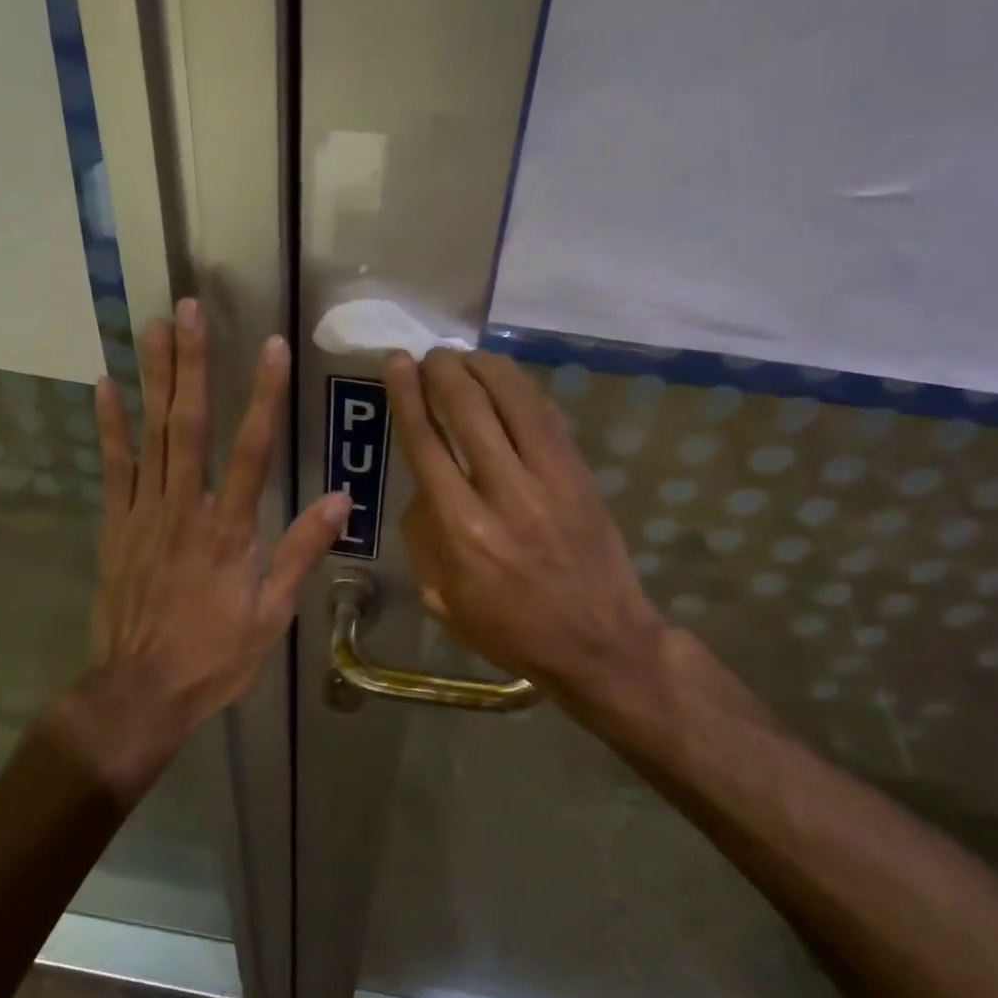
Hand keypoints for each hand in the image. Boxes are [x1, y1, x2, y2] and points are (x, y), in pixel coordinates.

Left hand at [56, 299, 348, 797]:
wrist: (141, 692)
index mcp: (229, 530)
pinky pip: (113, 468)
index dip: (263, 395)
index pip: (252, 449)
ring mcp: (143, 514)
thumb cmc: (215, 656)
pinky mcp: (115, 526)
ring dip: (154, 378)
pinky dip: (109, 426)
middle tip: (189, 310)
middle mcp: (185, 509)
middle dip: (193, 364)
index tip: (270, 346)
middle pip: (189, 425)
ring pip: (151, 435)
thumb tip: (341, 500)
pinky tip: (105, 385)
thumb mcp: (271, 615)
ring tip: (154, 327)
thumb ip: (301, 552)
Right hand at [384, 348, 668, 707]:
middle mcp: (504, 493)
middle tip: (430, 356)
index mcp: (462, 530)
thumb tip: (422, 487)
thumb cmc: (511, 629)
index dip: (407, 396)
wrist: (599, 641)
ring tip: (465, 356)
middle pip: (469, 409)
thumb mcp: (443, 599)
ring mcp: (550, 478)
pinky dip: (522, 389)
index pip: (427, 443)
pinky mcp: (580, 474)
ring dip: (484, 367)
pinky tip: (505, 379)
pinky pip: (548, 416)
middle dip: (443, 371)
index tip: (397, 362)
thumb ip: (423, 537)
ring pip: (514, 400)